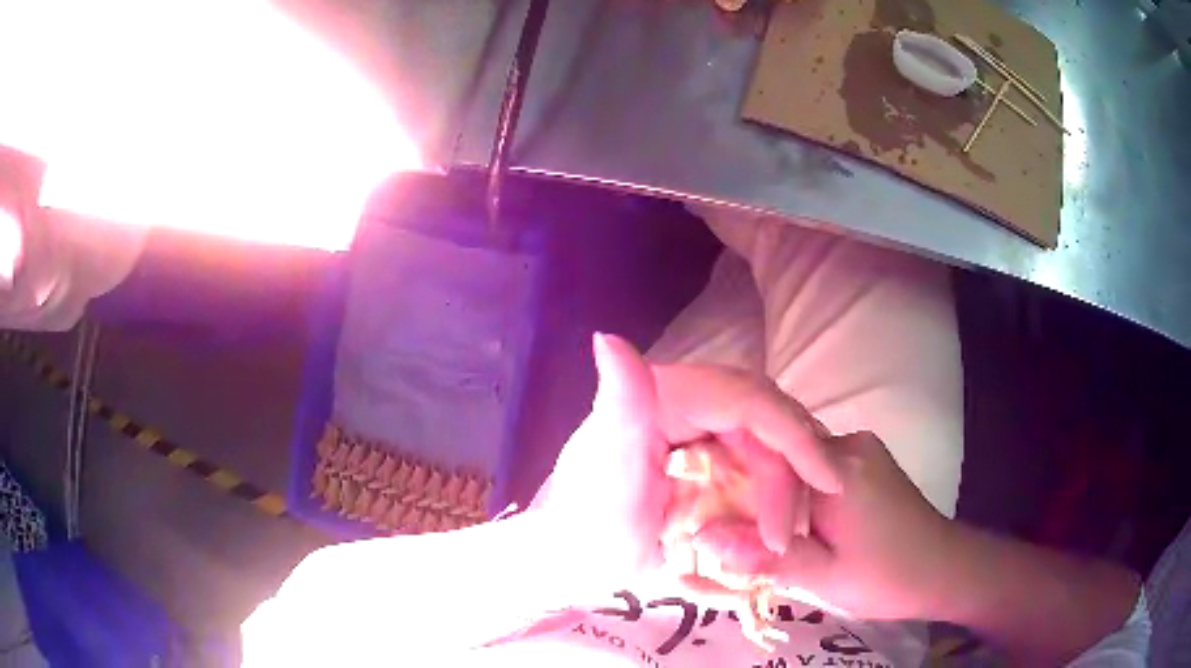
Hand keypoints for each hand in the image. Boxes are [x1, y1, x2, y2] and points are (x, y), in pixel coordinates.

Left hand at [539, 334, 843, 594]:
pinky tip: (772, 529)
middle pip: (768, 426)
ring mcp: (707, 429)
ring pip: (770, 449)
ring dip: (784, 494)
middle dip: (789, 478)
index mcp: (667, 392)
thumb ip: (620, 409)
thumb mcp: (607, 476)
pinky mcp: (716, 457)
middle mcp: (694, 401)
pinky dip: (771, 500)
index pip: (749, 400)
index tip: (829, 481)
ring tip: (777, 544)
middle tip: (784, 539)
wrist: (585, 560)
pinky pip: (760, 469)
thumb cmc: (590, 525)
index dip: (795, 436)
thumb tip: (607, 337)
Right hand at [695, 431, 953, 619]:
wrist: (944, 568)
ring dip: (776, 495)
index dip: (731, 490)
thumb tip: (701, 540)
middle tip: (728, 534)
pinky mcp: (868, 461)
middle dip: (752, 495)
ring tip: (756, 532)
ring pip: (798, 463)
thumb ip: (763, 557)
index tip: (707, 522)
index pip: (765, 460)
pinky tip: (794, 524)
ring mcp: (862, 449)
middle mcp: (849, 446)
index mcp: (837, 471)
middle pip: (781, 458)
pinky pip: (818, 468)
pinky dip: (799, 494)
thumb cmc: (886, 579)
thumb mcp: (821, 578)